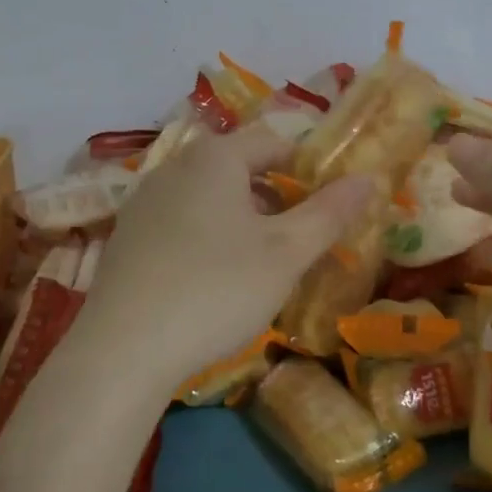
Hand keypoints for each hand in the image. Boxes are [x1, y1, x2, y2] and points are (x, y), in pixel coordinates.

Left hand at [78, 123, 373, 388]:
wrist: (123, 349)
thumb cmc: (217, 289)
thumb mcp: (286, 253)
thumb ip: (329, 212)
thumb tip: (367, 179)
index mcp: (216, 156)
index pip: (275, 142)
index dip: (308, 167)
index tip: (328, 205)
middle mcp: (176, 165)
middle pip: (239, 166)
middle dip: (275, 195)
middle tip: (300, 237)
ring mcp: (145, 200)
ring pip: (209, 194)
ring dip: (242, 216)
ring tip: (261, 261)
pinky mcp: (127, 235)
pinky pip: (180, 219)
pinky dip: (207, 234)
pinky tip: (212, 278)